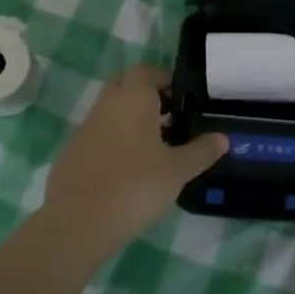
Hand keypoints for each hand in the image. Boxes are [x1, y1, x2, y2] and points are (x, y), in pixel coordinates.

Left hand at [44, 66, 227, 242]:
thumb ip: (201, 151)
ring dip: (130, 119)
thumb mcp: (177, 170)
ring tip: (154, 147)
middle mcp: (106, 105)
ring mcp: (85, 127)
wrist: (78, 222)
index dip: (164, 79)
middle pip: (125, 85)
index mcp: (133, 99)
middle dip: (146, 95)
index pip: (146, 71)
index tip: (182, 97)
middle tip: (169, 117)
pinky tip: (127, 169)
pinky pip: (98, 135)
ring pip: (110, 110)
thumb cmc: (135, 186)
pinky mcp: (72, 152)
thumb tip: (223, 138)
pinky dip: (113, 141)